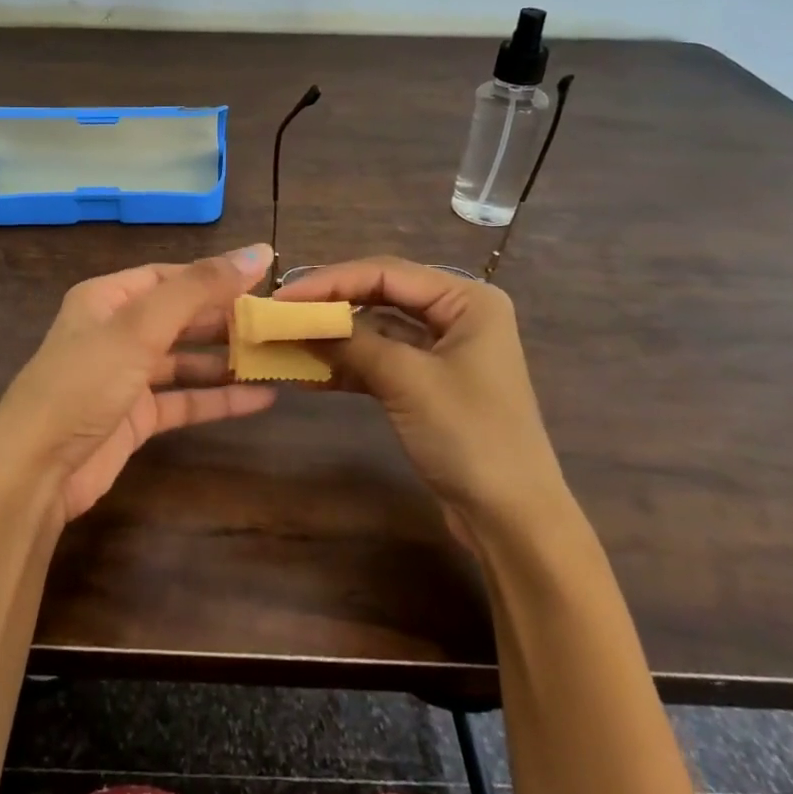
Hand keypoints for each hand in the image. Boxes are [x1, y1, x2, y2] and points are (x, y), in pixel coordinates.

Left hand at [0, 244, 277, 521]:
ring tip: (274, 357)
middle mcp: (116, 332)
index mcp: (106, 298)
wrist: (36, 469)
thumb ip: (199, 288)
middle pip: (179, 317)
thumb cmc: (85, 382)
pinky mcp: (135, 418)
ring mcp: (125, 376)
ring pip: (184, 360)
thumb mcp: (140, 326)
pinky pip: (184, 400)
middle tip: (275, 322)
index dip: (212, 276)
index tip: (262, 280)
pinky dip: (218, 399)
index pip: (168, 276)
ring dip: (225, 360)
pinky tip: (261, 398)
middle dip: (224, 319)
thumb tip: (258, 252)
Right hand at [274, 257, 571, 537]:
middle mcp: (456, 314)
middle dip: (329, 305)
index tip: (282, 297)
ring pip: (375, 329)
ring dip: (333, 337)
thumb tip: (298, 320)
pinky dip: (346, 365)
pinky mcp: (427, 383)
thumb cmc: (470, 437)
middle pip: (379, 295)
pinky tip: (307, 374)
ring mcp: (442, 350)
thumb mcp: (407, 381)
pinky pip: (379, 361)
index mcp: (466, 299)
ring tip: (285, 341)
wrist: (512, 520)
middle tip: (280, 313)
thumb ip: (352, 341)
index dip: (330, 281)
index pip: (385, 273)